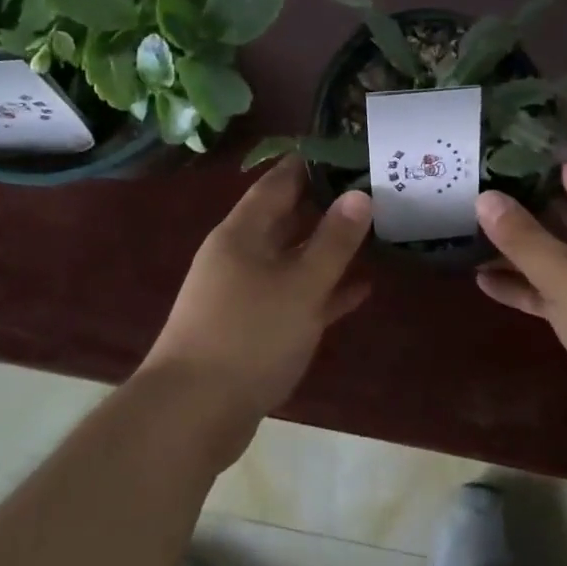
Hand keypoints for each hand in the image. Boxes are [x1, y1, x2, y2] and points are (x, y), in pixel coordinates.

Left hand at [141, 158, 372, 452]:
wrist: (191, 416)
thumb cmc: (248, 336)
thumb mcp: (300, 285)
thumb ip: (333, 240)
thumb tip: (359, 194)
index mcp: (243, 232)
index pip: (279, 181)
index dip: (312, 163)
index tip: (350, 150)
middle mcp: (241, 255)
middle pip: (287, 218)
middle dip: (327, 204)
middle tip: (374, 190)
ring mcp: (245, 293)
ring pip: (294, 258)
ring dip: (329, 249)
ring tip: (375, 232)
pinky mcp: (253, 329)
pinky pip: (295, 297)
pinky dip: (324, 291)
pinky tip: (361, 289)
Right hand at [476, 162, 566, 453]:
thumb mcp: (566, 275)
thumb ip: (523, 237)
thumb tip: (485, 197)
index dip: (535, 156)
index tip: (492, 148)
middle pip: (561, 208)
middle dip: (518, 200)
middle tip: (468, 189)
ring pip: (555, 251)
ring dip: (516, 246)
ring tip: (465, 234)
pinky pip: (555, 290)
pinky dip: (525, 285)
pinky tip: (484, 283)